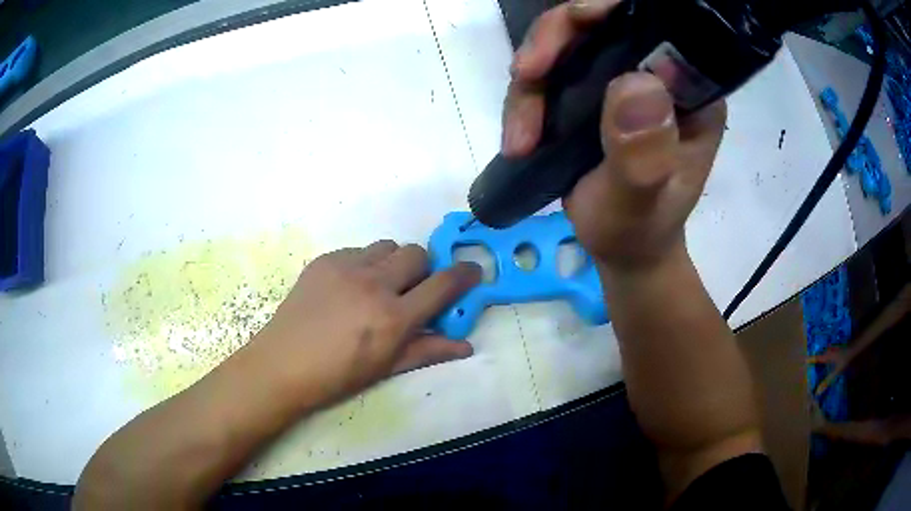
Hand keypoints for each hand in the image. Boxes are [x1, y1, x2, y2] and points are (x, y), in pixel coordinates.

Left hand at [248, 241, 480, 407]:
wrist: (283, 364)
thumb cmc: (338, 375)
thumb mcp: (387, 367)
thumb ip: (428, 350)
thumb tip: (466, 346)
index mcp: (393, 317)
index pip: (443, 284)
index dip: (465, 275)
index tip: (472, 271)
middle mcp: (374, 284)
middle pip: (417, 254)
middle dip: (423, 269)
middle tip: (412, 290)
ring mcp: (347, 267)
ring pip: (388, 246)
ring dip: (394, 263)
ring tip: (379, 286)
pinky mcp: (325, 260)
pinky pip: (358, 250)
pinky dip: (365, 264)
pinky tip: (349, 287)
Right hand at [503, 0, 725, 270]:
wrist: (622, 246)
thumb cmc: (639, 230)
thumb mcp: (641, 203)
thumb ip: (643, 155)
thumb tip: (636, 84)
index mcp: (688, 88)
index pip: (654, 24)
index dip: (610, 11)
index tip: (573, 26)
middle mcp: (656, 72)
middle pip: (599, 23)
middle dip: (554, 40)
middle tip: (526, 74)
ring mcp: (620, 79)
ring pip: (564, 45)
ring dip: (531, 81)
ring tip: (520, 137)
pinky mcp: (590, 92)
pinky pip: (548, 73)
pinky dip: (525, 100)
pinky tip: (518, 139)